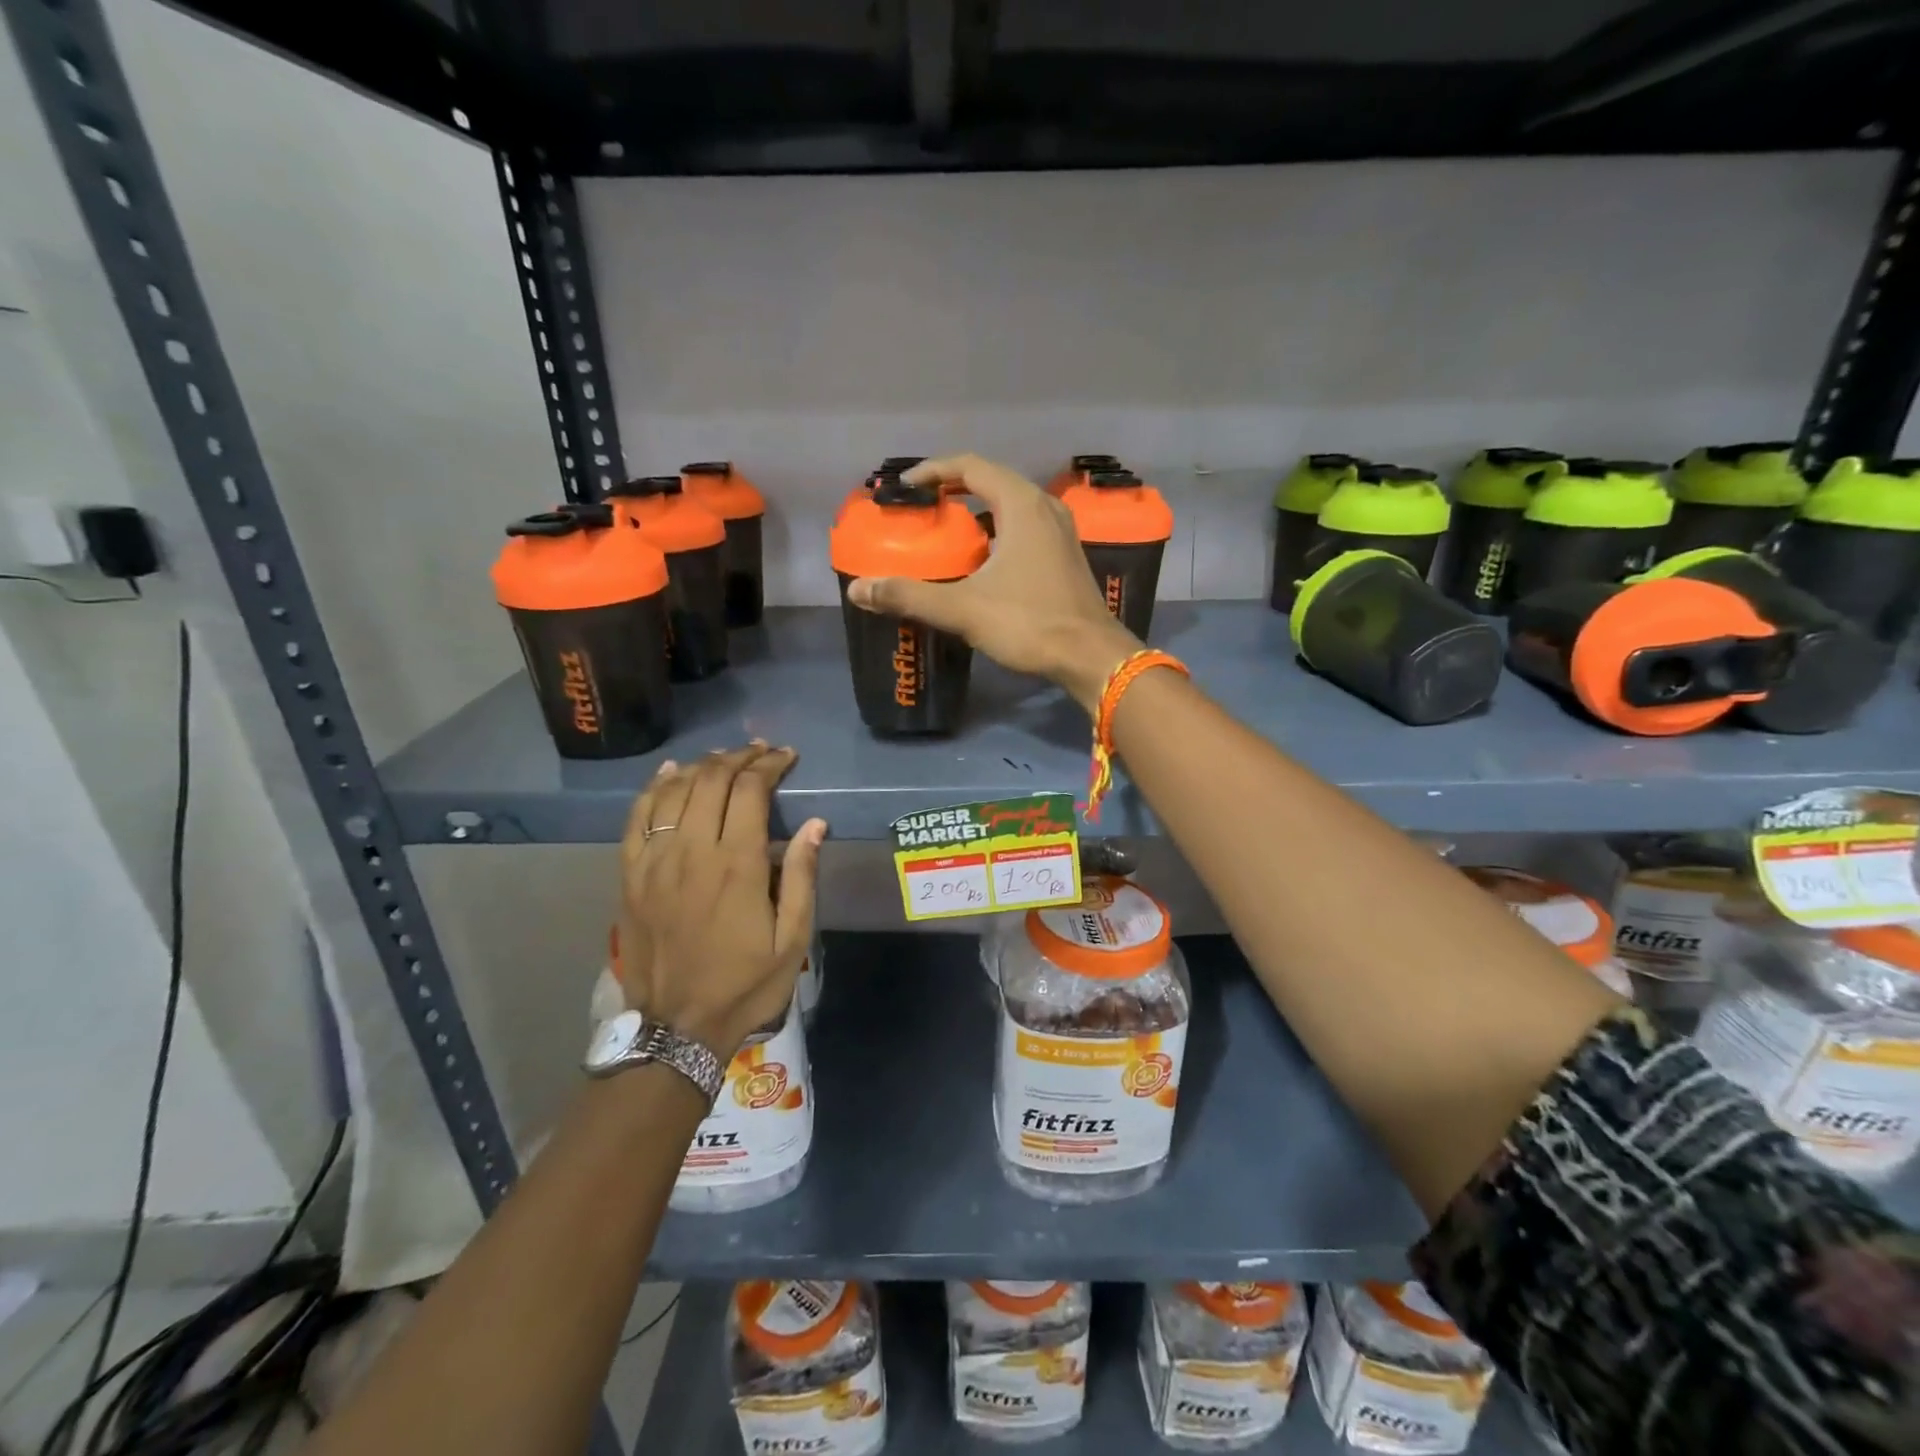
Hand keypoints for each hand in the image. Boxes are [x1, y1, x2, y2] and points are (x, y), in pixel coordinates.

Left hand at [614, 744, 827, 1058]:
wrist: (676, 1028)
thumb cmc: (744, 984)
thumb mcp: (792, 939)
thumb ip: (801, 876)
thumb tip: (815, 824)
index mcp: (736, 865)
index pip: (749, 791)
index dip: (769, 765)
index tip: (786, 757)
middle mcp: (692, 852)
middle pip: (711, 781)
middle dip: (739, 757)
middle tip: (761, 752)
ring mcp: (654, 862)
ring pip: (674, 791)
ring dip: (701, 766)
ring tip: (724, 758)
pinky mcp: (630, 875)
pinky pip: (637, 817)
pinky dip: (654, 788)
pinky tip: (670, 772)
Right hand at [845, 454, 1139, 711]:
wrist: (1092, 657)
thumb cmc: (1030, 624)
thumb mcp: (963, 609)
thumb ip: (910, 596)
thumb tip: (858, 590)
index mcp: (1021, 505)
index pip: (971, 466)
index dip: (933, 470)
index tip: (906, 488)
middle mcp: (1045, 508)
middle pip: (992, 482)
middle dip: (954, 490)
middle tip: (923, 510)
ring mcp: (1061, 532)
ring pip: (1011, 507)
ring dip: (977, 513)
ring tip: (947, 534)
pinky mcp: (1066, 556)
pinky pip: (1025, 529)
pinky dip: (997, 533)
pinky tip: (982, 563)